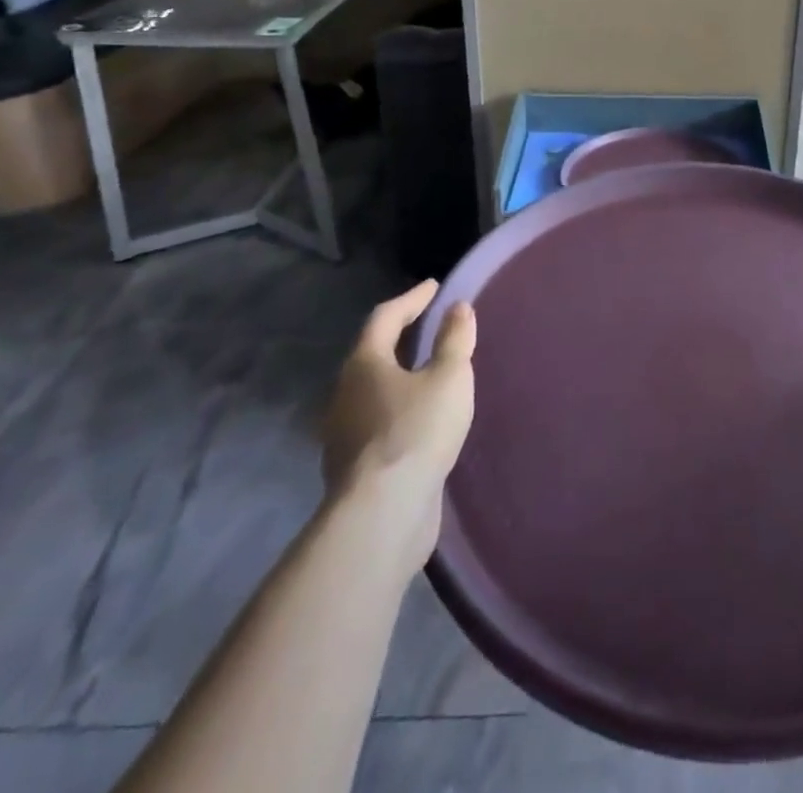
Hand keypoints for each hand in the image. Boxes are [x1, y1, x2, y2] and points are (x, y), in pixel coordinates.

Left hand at [322, 281, 475, 563]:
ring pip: (373, 391)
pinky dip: (400, 408)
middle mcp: (345, 393)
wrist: (382, 516)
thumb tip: (457, 308)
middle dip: (401, 337)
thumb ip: (454, 340)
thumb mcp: (448, 377)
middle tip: (430, 327)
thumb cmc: (416, 431)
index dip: (412, 299)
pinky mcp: (354, 467)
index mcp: (364, 364)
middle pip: (372, 354)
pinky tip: (422, 420)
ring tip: (430, 373)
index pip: (385, 317)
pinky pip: (379, 423)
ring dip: (400, 376)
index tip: (434, 287)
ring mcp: (344, 434)